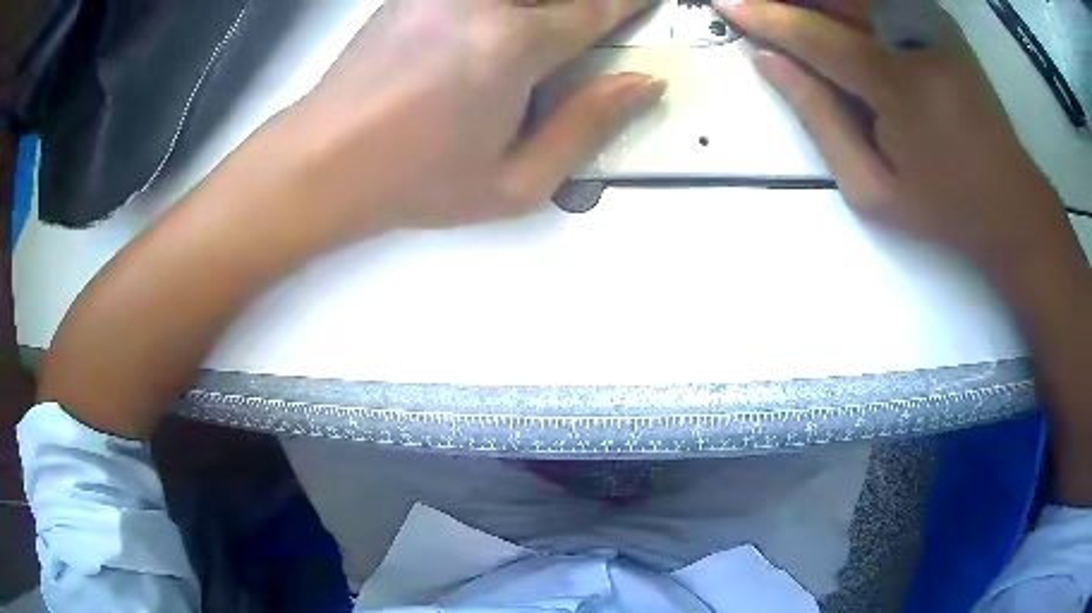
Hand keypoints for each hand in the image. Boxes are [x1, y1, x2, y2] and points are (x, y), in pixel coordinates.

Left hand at [259, 0, 662, 242]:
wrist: (322, 162)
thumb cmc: (412, 181)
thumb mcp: (516, 182)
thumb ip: (587, 127)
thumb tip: (639, 85)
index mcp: (511, 46)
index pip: (597, 7)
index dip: (629, 2)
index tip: (645, 4)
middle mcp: (477, 2)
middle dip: (588, 3)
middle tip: (597, 19)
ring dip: (546, 7)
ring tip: (551, 30)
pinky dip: (508, 7)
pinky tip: (506, 25)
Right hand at [717, 0, 1073, 271]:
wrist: (1012, 204)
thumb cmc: (945, 209)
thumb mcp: (874, 190)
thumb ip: (820, 120)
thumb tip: (770, 61)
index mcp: (899, 86)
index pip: (814, 33)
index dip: (765, 16)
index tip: (724, 3)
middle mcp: (914, 37)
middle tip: (755, 4)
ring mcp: (931, 23)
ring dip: (820, 2)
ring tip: (794, 14)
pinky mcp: (939, 22)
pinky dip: (851, 4)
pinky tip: (834, 16)